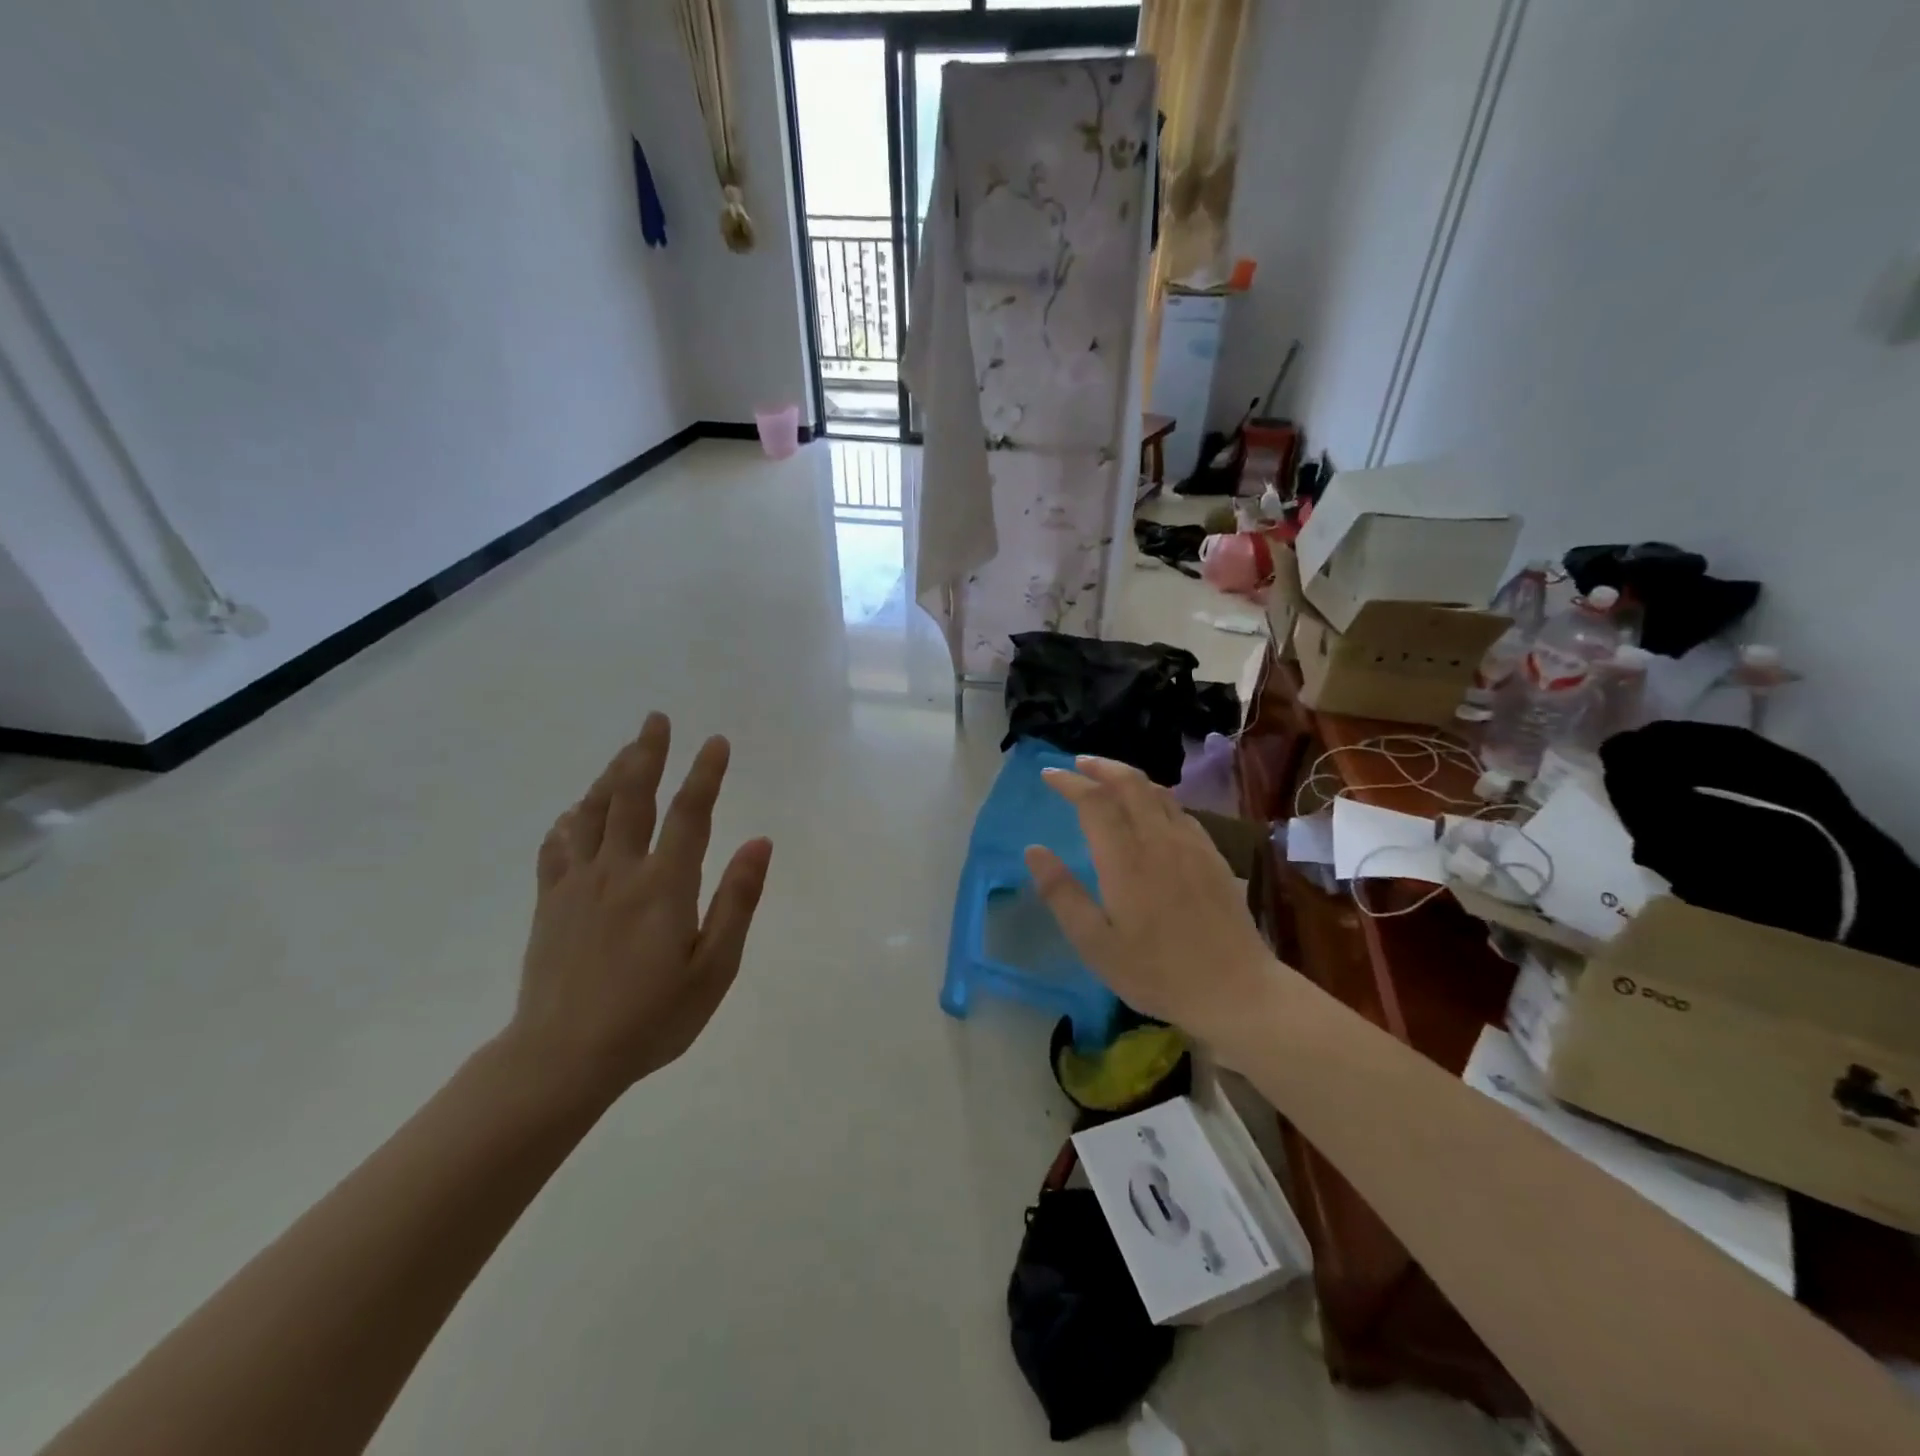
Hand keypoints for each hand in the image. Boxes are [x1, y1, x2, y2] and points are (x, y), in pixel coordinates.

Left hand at [509, 713, 771, 1103]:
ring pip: (593, 813)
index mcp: (664, 886)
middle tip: (656, 719)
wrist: (561, 1059)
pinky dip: (570, 820)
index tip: (717, 742)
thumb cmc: (651, 1018)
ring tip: (627, 751)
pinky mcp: (550, 903)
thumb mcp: (713, 969)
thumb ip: (736, 902)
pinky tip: (576, 812)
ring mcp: (578, 884)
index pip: (690, 815)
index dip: (706, 774)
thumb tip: (759, 843)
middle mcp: (619, 872)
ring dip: (611, 775)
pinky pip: (557, 846)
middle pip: (632, 798)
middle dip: (647, 754)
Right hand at [1025, 756, 1283, 1048]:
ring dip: (1128, 777)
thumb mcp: (1095, 944)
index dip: (1069, 783)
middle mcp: (1159, 840)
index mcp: (1126, 859)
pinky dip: (1155, 797)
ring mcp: (1191, 844)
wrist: (1235, 990)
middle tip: (1077, 764)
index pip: (1094, 802)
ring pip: (1158, 792)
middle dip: (1100, 767)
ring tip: (1108, 779)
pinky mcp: (1212, 855)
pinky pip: (1179, 810)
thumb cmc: (1157, 972)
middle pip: (1130, 783)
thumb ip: (1062, 894)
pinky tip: (1151, 811)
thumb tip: (1034, 851)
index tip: (1048, 775)